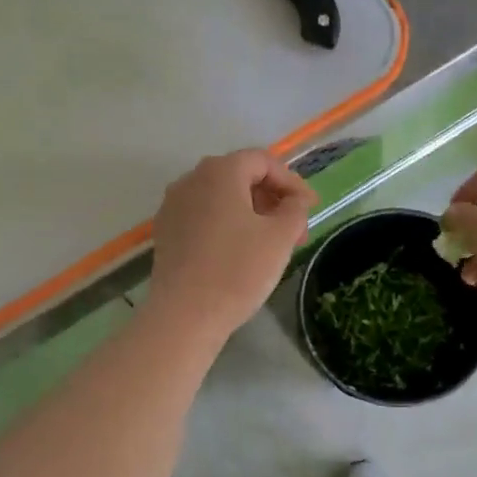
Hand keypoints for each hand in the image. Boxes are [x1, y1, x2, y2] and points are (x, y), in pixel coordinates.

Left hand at [148, 149, 316, 342]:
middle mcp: (191, 179)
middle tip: (294, 228)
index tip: (311, 208)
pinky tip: (239, 251)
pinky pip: (203, 217)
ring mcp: (173, 206)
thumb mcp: (280, 238)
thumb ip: (295, 210)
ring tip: (270, 242)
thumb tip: (295, 201)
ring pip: (220, 198)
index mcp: (220, 172)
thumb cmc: (238, 270)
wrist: (185, 314)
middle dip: (271, 198)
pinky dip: (226, 225)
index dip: (292, 182)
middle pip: (239, 176)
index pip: (263, 161)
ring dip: (250, 213)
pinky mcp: (166, 232)